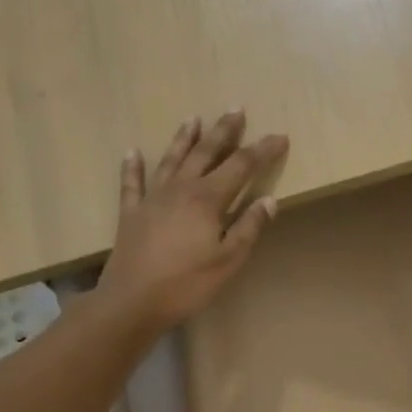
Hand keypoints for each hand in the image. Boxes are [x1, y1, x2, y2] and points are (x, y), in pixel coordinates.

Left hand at [100, 111, 288, 330]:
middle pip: (206, 153)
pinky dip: (133, 167)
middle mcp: (180, 189)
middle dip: (224, 131)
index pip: (241, 166)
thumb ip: (249, 226)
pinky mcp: (132, 213)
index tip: (280, 137)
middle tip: (236, 109)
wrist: (132, 301)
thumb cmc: (187, 283)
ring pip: (171, 160)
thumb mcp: (229, 259)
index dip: (262, 150)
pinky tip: (133, 152)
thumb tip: (269, 199)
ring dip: (184, 138)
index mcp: (207, 199)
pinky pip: (132, 183)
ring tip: (194, 119)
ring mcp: (152, 199)